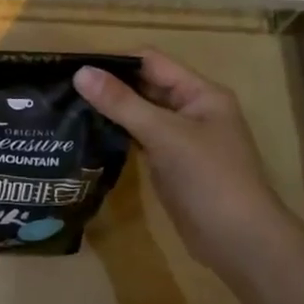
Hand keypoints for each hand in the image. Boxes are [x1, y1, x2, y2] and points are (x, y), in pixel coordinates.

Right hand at [75, 49, 301, 278]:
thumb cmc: (209, 178)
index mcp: (200, 93)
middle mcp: (192, 109)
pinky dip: (118, 134)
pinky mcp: (171, 164)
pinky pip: (141, 139)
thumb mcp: (164, 135)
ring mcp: (182, 139)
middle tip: (64, 89)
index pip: (151, 62)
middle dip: (110, 85)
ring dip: (112, 110)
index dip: (115, 61)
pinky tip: (90, 135)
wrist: (239, 242)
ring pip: (141, 113)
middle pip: (146, 86)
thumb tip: (80, 73)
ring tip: (69, 108)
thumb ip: (122, 103)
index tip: (74, 67)